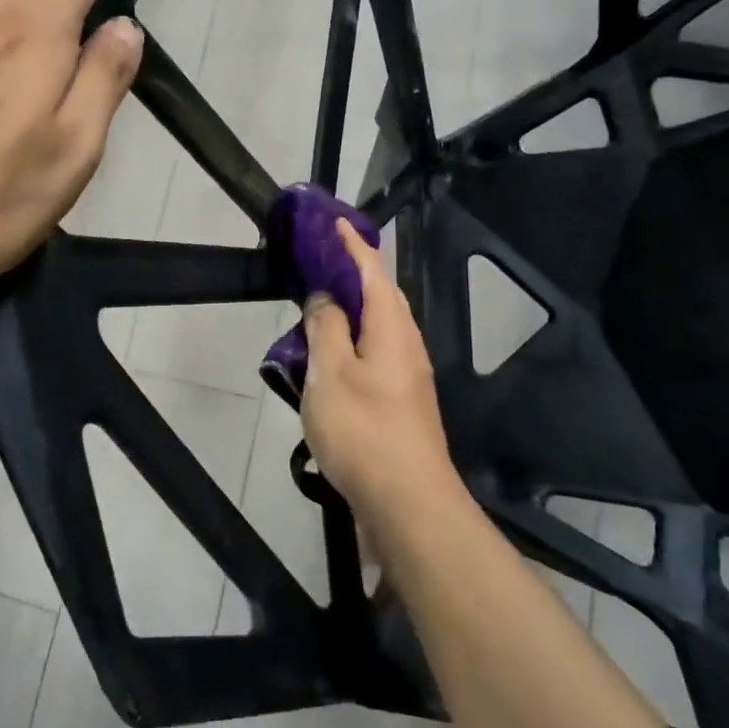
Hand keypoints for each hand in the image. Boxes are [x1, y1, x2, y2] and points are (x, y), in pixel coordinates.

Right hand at [300, 220, 463, 524]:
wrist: (409, 504)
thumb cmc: (364, 430)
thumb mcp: (331, 373)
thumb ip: (326, 328)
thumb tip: (326, 296)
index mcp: (392, 328)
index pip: (373, 272)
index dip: (353, 246)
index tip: (334, 223)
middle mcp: (406, 345)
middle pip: (382, 297)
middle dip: (355, 274)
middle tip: (322, 262)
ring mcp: (408, 377)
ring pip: (378, 329)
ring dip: (352, 311)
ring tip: (319, 307)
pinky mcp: (401, 403)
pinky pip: (374, 355)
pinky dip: (352, 343)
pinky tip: (331, 360)